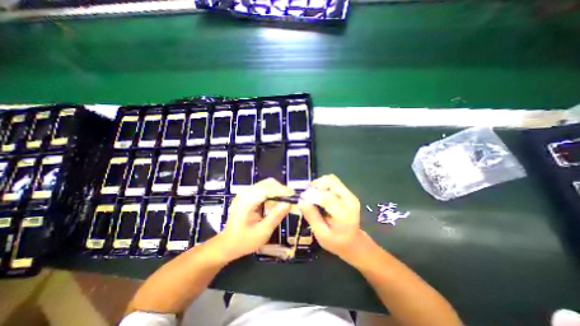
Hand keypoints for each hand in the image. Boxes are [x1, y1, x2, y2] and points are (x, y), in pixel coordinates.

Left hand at [217, 177, 295, 260]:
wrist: (227, 244)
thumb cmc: (244, 241)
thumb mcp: (262, 232)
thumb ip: (276, 216)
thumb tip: (289, 203)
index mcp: (246, 202)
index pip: (267, 189)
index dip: (282, 191)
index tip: (294, 197)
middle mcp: (245, 193)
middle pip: (268, 183)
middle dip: (282, 190)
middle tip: (291, 201)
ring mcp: (246, 192)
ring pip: (267, 184)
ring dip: (278, 191)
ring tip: (283, 204)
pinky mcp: (248, 194)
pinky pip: (264, 189)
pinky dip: (272, 194)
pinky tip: (274, 205)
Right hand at [299, 174, 360, 260]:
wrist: (353, 242)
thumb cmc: (336, 242)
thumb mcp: (321, 234)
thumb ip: (312, 216)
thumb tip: (301, 201)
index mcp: (344, 214)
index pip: (327, 197)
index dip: (312, 194)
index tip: (301, 197)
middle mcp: (350, 201)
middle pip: (331, 182)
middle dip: (316, 185)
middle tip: (306, 194)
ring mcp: (350, 195)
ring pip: (332, 179)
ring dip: (319, 183)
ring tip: (311, 193)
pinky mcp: (348, 193)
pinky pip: (334, 182)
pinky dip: (323, 184)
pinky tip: (318, 193)